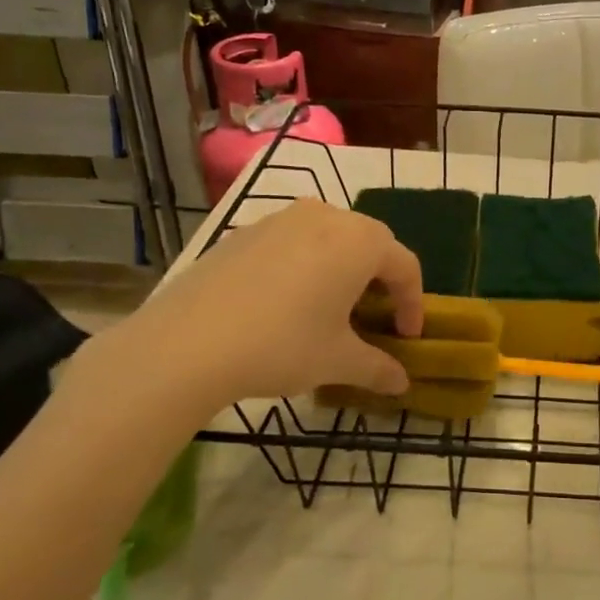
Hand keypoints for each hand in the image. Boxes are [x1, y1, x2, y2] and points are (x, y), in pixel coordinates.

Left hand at [85, 200, 423, 413]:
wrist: (187, 343)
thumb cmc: (282, 345)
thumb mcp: (338, 362)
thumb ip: (378, 368)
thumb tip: (402, 383)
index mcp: (360, 242)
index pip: (405, 265)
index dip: (413, 303)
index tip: (407, 337)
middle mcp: (326, 217)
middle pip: (371, 243)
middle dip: (381, 280)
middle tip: (375, 319)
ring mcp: (281, 219)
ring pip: (330, 237)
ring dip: (343, 268)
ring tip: (332, 307)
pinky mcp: (245, 232)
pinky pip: (293, 242)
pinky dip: (306, 265)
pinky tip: (287, 302)